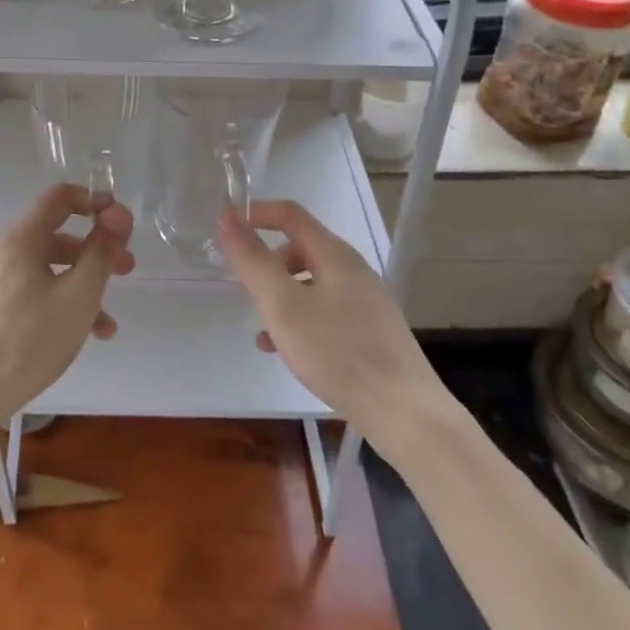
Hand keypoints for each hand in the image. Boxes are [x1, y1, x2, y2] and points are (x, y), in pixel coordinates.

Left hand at [0, 184, 134, 465]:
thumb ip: (101, 252)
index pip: (59, 198)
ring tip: (108, 322)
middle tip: (127, 269)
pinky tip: (80, 335)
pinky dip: (57, 302)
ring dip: (81, 284)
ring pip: (45, 268)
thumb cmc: (30, 341)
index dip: (94, 201)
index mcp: (19, 240)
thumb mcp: (78, 296)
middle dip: (95, 249)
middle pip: (55, 235)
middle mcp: (1, 252)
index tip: (121, 222)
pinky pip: (29, 291)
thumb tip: (118, 214)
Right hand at [216, 200, 430, 429]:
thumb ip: (253, 261)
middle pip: (300, 249)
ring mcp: (365, 302)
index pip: (290, 214)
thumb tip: (228, 218)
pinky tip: (283, 350)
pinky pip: (324, 312)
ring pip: (310, 284)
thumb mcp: (283, 305)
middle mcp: (353, 271)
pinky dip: (299, 320)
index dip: (255, 214)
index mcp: (335, 255)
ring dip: (280, 296)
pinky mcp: (370, 332)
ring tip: (261, 327)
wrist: (405, 414)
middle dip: (267, 263)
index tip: (224, 229)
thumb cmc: (338, 352)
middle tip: (245, 289)